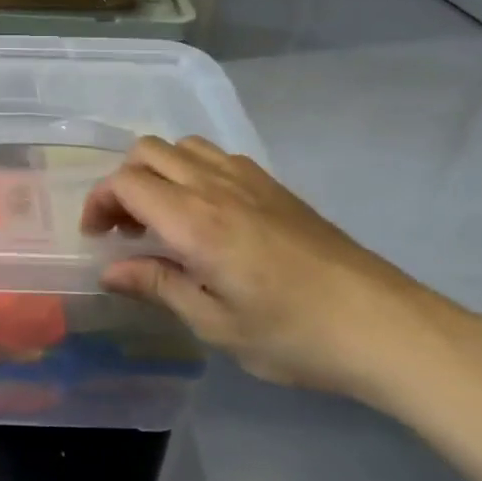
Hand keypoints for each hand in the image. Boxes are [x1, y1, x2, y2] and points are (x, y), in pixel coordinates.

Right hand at [82, 136, 465, 401]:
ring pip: (182, 146)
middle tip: (125, 228)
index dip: (99, 202)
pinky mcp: (274, 185)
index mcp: (195, 220)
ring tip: (162, 217)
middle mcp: (215, 185)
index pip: (126, 182)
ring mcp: (249, 179)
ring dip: (158, 171)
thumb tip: (110, 271)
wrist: (383, 325)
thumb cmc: (293, 335)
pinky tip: (206, 213)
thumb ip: (158, 286)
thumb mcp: (216, 324)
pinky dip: (192, 170)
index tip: (98, 238)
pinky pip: (216, 156)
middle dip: (122, 182)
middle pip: (147, 151)